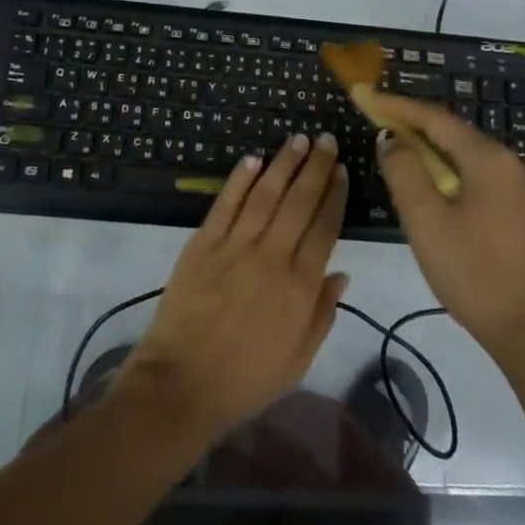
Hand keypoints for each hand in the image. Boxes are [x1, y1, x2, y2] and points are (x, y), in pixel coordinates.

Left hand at [115, 133, 350, 444]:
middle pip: (299, 201)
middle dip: (315, 167)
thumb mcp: (299, 358)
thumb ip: (323, 312)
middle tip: (326, 141)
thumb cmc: (246, 379)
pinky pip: (225, 203)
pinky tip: (253, 159)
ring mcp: (234, 246)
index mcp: (300, 286)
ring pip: (265, 194)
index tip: (342, 170)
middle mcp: (271, 257)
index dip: (334, 195)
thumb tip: (342, 272)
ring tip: (298, 139)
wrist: (182, 384)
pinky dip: (240, 179)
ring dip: (283, 163)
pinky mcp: (202, 244)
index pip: (324, 227)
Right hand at [374, 93, 524, 357]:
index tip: (367, 96)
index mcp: (489, 159)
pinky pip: (482, 177)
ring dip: (433, 152)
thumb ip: (404, 171)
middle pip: (455, 134)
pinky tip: (436, 188)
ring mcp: (524, 189)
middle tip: (379, 124)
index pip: (436, 118)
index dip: (398, 106)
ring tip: (400, 155)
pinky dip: (453, 172)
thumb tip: (391, 139)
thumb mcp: (426, 221)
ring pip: (469, 157)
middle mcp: (513, 164)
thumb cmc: (473, 273)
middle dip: (415, 127)